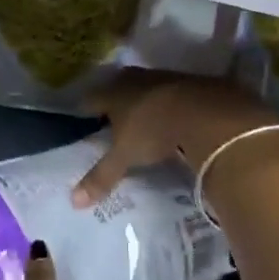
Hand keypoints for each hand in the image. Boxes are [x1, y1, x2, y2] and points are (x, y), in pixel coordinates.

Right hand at [71, 70, 277, 208]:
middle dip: (114, 102)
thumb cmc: (153, 130)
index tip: (84, 123)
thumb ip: (101, 176)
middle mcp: (134, 79)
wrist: (204, 111)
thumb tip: (74, 202)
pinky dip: (168, 103)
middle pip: (117, 88)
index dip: (86, 112)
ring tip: (143, 119)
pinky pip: (170, 92)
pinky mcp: (188, 81)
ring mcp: (162, 77)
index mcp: (112, 93)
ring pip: (144, 88)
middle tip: (112, 121)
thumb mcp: (125, 156)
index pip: (90, 100)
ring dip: (143, 101)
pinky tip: (172, 117)